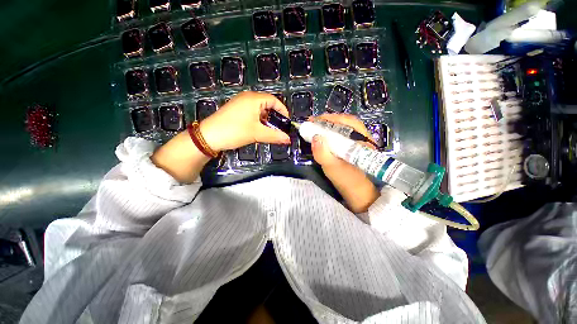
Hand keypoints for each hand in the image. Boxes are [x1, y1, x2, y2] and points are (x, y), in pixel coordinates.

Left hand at [200, 91, 290, 151]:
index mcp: (254, 99)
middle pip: (267, 104)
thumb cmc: (235, 131)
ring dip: (267, 120)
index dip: (283, 111)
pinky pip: (252, 113)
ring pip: (260, 110)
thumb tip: (288, 139)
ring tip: (270, 131)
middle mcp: (247, 98)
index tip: (286, 123)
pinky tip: (259, 130)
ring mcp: (240, 104)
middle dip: (275, 117)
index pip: (274, 100)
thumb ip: (275, 136)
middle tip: (279, 128)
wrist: (208, 136)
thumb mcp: (257, 134)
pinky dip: (259, 121)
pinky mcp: (236, 110)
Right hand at [311, 114, 379, 212]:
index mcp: (362, 140)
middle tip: (313, 123)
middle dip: (328, 120)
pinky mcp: (354, 145)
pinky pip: (343, 134)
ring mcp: (360, 140)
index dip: (330, 119)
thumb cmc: (346, 180)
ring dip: (330, 125)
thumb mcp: (332, 168)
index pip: (347, 122)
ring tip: (316, 127)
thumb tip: (315, 137)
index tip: (314, 120)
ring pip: (345, 127)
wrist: (356, 191)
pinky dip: (332, 131)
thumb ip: (323, 154)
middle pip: (346, 122)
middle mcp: (364, 137)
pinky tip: (324, 134)